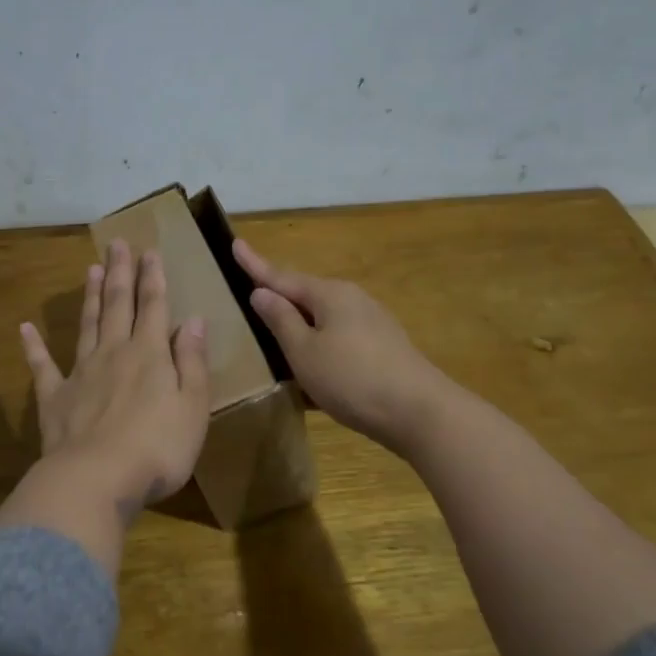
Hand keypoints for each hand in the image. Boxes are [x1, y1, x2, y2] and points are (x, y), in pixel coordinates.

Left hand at [18, 239, 211, 521]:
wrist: (97, 480)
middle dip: (120, 273)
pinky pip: (42, 367)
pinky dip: (33, 347)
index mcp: (149, 354)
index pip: (153, 306)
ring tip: (90, 270)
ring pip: (86, 326)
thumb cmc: (157, 448)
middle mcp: (113, 353)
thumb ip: (192, 361)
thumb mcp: (193, 406)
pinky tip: (25, 329)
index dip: (152, 277)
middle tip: (116, 244)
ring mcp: (80, 374)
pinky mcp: (54, 399)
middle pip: (117, 305)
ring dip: (90, 297)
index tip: (149, 251)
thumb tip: (192, 319)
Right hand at [233, 239, 453, 451]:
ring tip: (278, 335)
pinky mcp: (382, 347)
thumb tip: (262, 292)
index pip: (281, 276)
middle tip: (251, 294)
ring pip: (323, 317)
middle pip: (305, 294)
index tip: (235, 243)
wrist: (420, 412)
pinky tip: (313, 369)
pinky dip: (319, 344)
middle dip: (279, 295)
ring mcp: (371, 322)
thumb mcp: (304, 352)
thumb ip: (281, 320)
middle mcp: (351, 299)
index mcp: (329, 294)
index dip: (255, 264)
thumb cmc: (352, 379)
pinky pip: (339, 337)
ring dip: (300, 324)